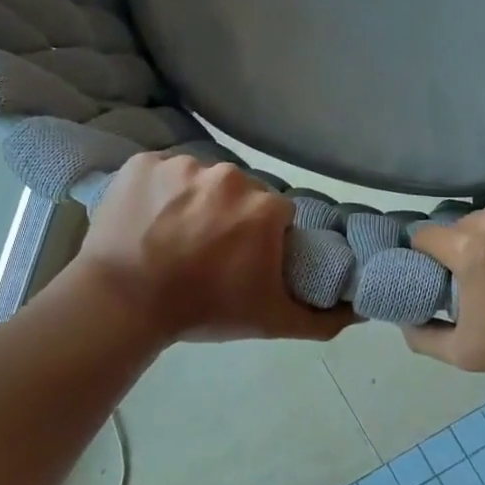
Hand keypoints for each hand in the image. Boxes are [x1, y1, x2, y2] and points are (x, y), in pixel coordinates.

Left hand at [72, 154, 354, 343]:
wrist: (123, 304)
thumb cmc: (203, 310)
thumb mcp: (271, 322)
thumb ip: (322, 318)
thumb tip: (361, 311)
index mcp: (264, 207)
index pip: (275, 215)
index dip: (262, 239)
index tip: (242, 262)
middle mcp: (228, 176)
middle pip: (240, 193)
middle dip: (230, 217)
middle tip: (206, 253)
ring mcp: (181, 165)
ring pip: (200, 180)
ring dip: (193, 203)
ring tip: (172, 238)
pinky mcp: (141, 163)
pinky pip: (162, 172)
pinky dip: (158, 192)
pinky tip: (148, 221)